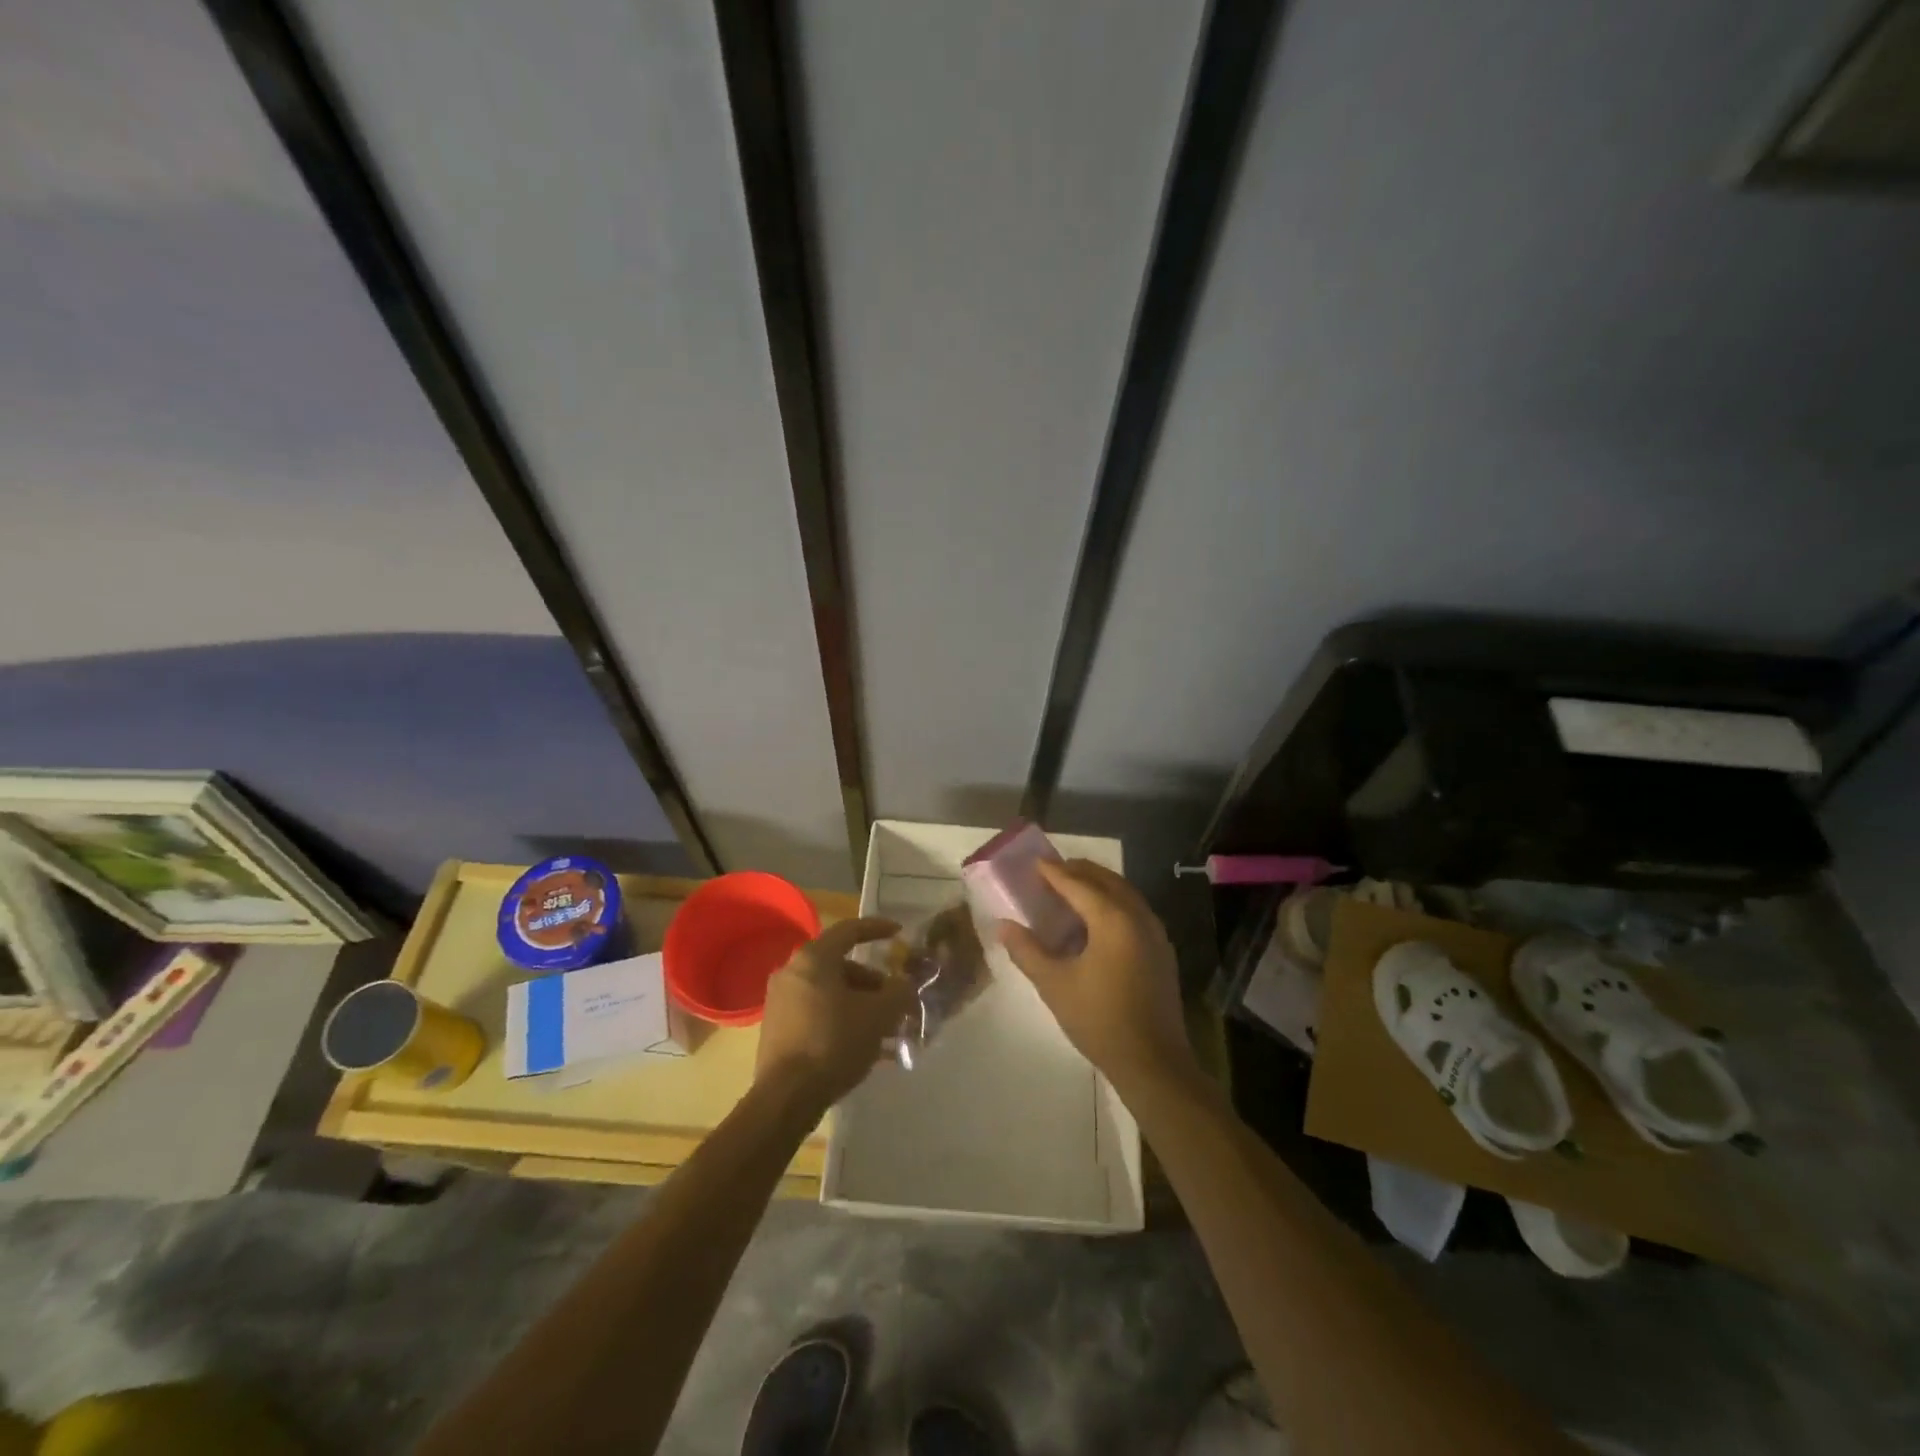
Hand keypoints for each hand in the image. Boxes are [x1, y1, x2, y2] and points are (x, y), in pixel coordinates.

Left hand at [755, 917, 913, 1109]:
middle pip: (840, 965)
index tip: (899, 933)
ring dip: (859, 1003)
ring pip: (829, 991)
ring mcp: (780, 1000)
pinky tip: (862, 1044)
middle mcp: (792, 971)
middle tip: (896, 998)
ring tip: (885, 1028)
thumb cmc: (835, 1043)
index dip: (878, 928)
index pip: (850, 930)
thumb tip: (904, 985)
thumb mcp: (879, 1015)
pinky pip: (817, 1011)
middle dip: (873, 980)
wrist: (787, 1097)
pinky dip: (841, 1018)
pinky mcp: (777, 1027)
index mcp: (814, 958)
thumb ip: (899, 992)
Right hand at [998, 860, 1196, 1093]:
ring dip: (1098, 885)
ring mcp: (1155, 932)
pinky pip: (1134, 910)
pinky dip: (1113, 902)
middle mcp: (1138, 916)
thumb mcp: (1054, 985)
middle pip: (1106, 880)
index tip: (1034, 862)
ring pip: (1124, 893)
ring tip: (1071, 890)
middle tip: (1051, 872)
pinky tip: (1096, 921)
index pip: (1078, 884)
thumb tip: (1003, 925)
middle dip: (1078, 871)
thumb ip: (1027, 951)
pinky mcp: (1161, 950)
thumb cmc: (1099, 1020)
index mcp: (1112, 919)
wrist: (1153, 1062)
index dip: (1053, 872)